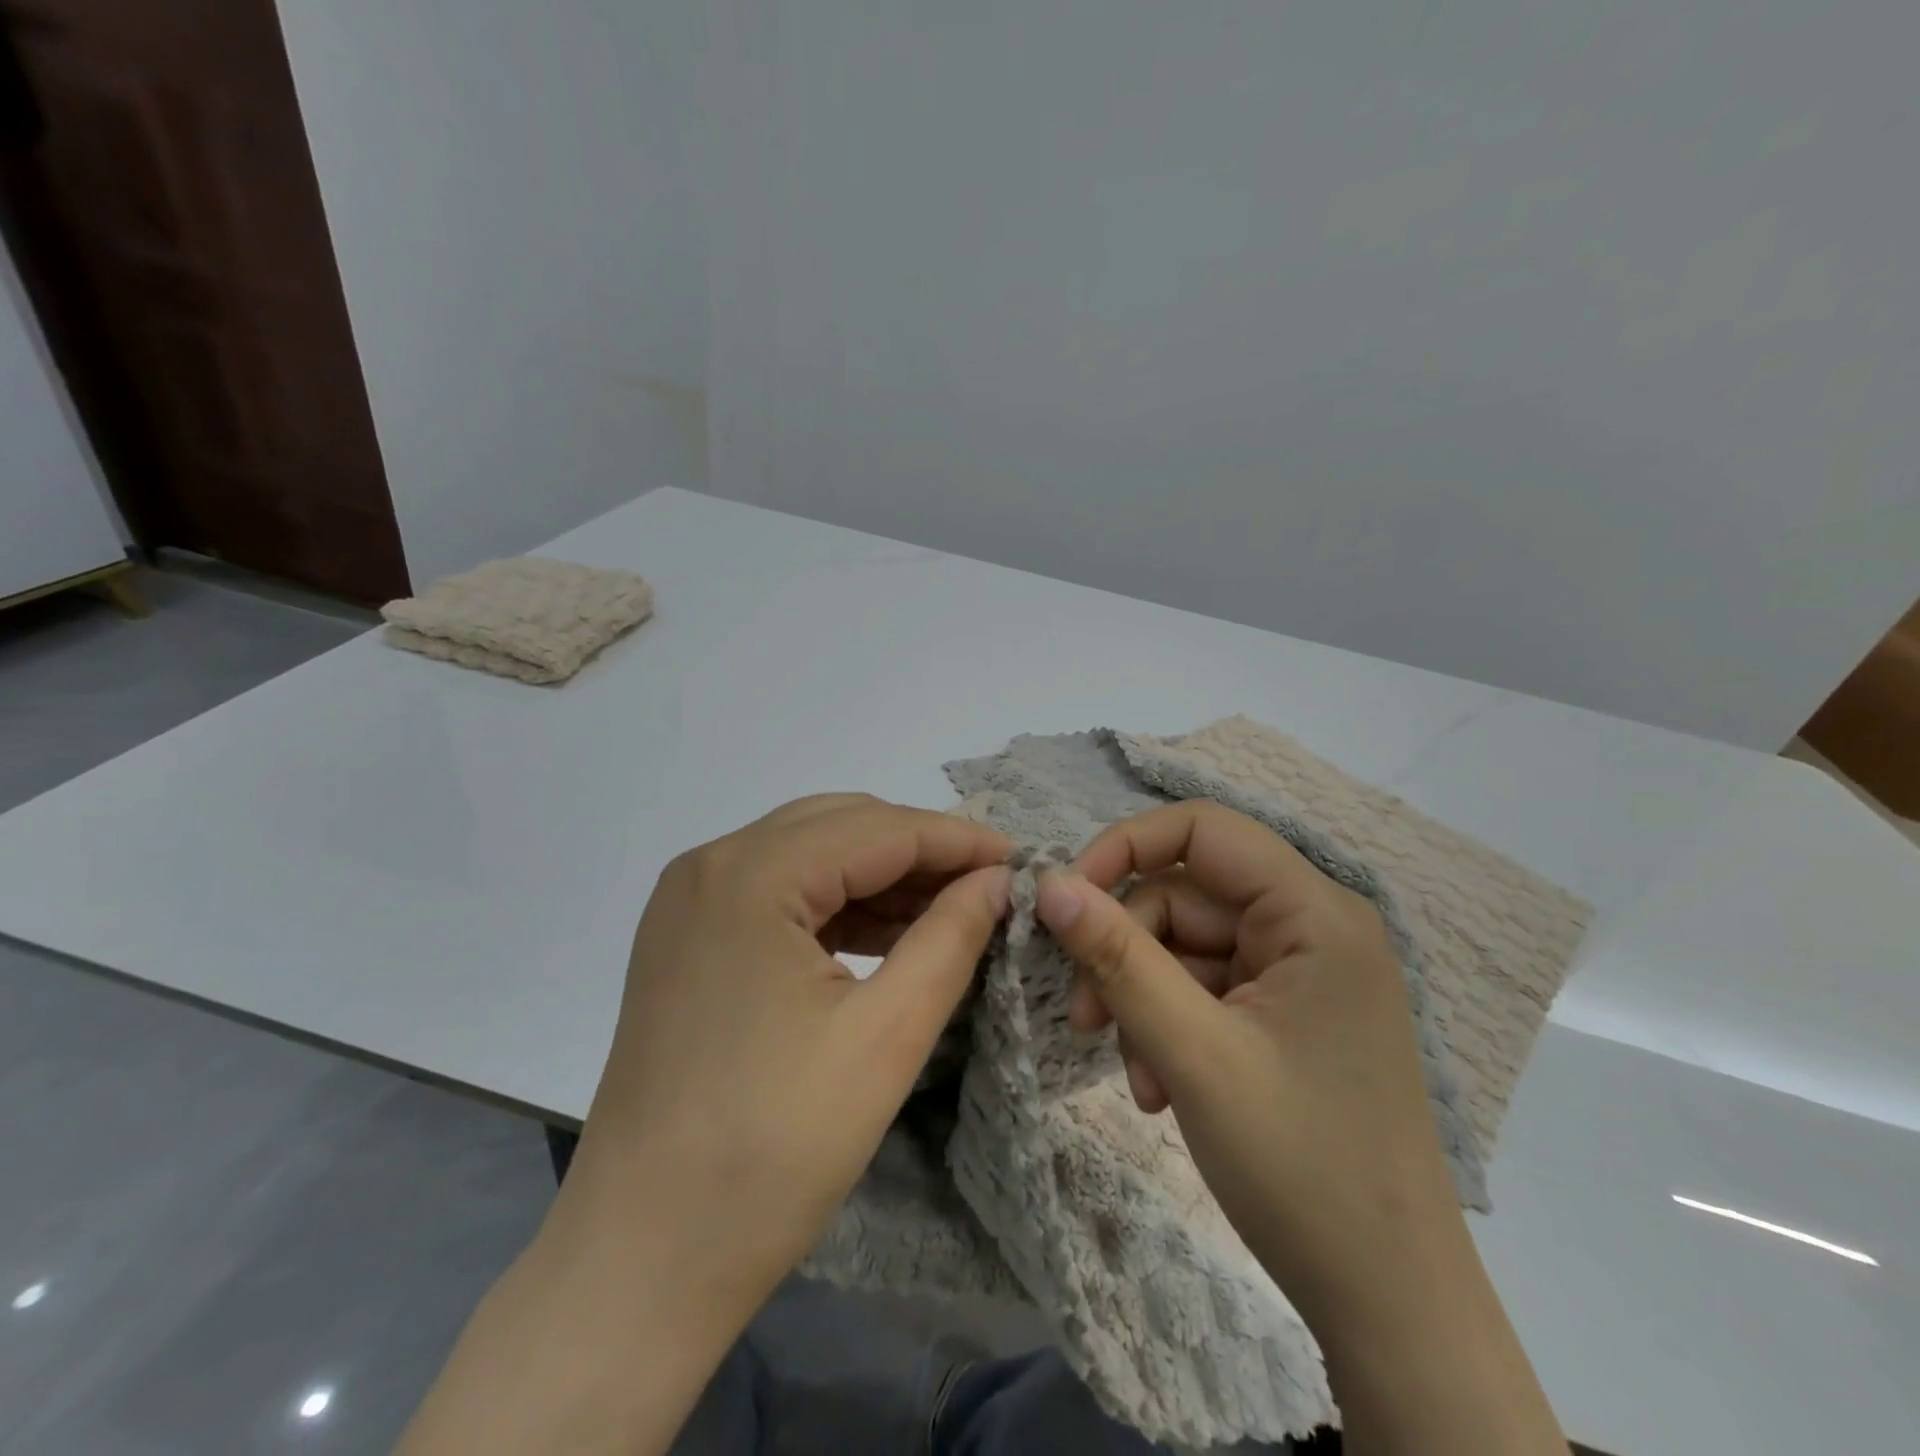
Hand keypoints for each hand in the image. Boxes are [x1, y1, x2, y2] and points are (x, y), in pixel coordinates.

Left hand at [399, 794, 1013, 1455]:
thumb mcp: (885, 1036)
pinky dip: (839, 905)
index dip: (957, 840)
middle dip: (920, 850)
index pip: (878, 829)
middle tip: (988, 886)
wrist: (642, 1258)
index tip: (1019, 860)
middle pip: (840, 827)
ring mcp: (689, 901)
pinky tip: (888, 934)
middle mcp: (710, 865)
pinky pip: (780, 893)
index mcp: (749, 876)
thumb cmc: (772, 1150)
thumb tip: (997, 880)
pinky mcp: (687, 938)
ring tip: (950, 911)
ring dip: (881, 876)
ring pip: (810, 854)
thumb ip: (950, 938)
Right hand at [1037, 804, 1565, 1453]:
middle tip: (1085, 1019)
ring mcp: (1299, 974)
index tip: (1066, 899)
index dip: (1124, 847)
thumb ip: (1117, 957)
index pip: (1202, 829)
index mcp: (1314, 913)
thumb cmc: (1301, 1167)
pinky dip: (1168, 1026)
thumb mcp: (1192, 1052)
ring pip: (1184, 948)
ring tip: (1137, 1077)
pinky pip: (1203, 989)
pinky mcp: (1285, 1014)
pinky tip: (1161, 1088)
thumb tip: (1049, 883)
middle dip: (1126, 952)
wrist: (1388, 1306)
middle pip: (1184, 897)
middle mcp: (1311, 927)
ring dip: (1142, 1001)